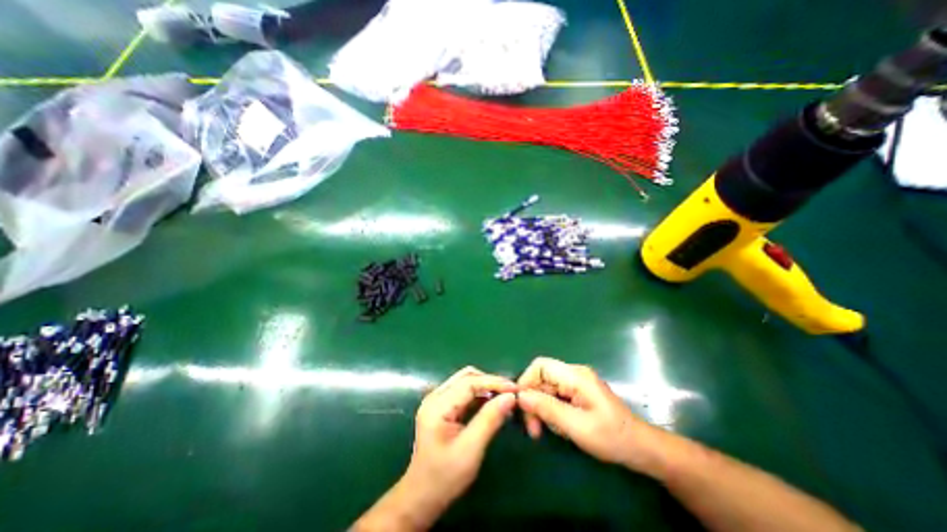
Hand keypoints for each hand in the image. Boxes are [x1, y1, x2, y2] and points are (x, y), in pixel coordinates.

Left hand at [399, 367, 517, 509]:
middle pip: (467, 377)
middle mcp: (435, 396)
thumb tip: (510, 397)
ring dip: (486, 387)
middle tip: (510, 393)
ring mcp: (437, 400)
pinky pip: (464, 392)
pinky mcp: (442, 407)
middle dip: (490, 382)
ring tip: (504, 397)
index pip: (469, 382)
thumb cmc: (445, 477)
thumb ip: (490, 419)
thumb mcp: (471, 449)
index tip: (515, 389)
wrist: (422, 497)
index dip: (493, 382)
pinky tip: (492, 404)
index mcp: (437, 405)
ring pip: (466, 382)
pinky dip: (480, 395)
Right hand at [518, 357, 664, 473]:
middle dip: (534, 401)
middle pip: (542, 378)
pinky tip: (560, 427)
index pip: (540, 366)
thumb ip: (548, 409)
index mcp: (575, 376)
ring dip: (542, 409)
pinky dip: (552, 411)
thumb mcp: (577, 426)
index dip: (526, 381)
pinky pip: (555, 396)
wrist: (642, 449)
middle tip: (534, 429)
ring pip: (547, 389)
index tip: (522, 406)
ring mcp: (576, 383)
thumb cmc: (612, 437)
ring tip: (550, 431)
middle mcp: (574, 374)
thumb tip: (521, 397)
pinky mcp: (578, 393)